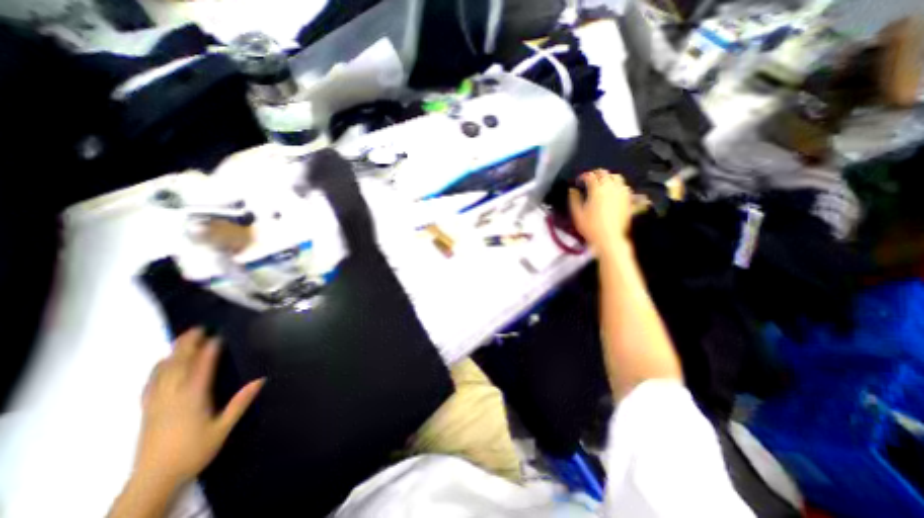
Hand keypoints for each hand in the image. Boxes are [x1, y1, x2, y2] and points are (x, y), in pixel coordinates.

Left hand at [136, 329, 267, 487]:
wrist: (154, 480)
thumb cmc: (194, 451)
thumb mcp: (223, 427)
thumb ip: (240, 402)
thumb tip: (261, 379)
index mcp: (193, 398)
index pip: (202, 368)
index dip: (209, 350)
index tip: (218, 335)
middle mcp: (172, 396)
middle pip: (178, 365)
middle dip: (188, 345)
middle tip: (198, 328)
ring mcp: (156, 402)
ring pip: (162, 372)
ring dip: (173, 353)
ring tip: (182, 339)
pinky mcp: (147, 410)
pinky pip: (150, 384)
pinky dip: (157, 369)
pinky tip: (161, 363)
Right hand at [572, 170, 635, 258]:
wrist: (609, 238)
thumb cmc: (591, 227)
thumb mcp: (577, 214)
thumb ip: (574, 199)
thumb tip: (572, 190)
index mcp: (597, 190)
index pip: (590, 176)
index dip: (583, 176)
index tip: (579, 181)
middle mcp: (610, 188)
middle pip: (604, 173)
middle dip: (595, 173)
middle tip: (589, 179)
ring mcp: (621, 193)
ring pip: (616, 177)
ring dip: (608, 177)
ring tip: (602, 182)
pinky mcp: (628, 199)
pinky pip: (624, 186)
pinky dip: (617, 185)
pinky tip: (613, 190)